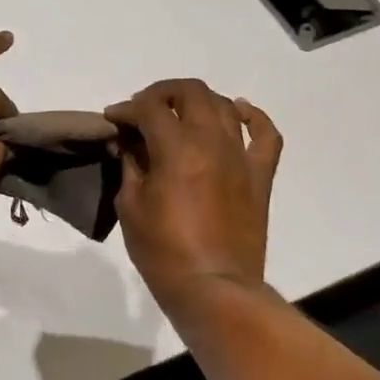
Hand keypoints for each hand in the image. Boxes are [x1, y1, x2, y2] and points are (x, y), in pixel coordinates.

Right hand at [105, 79, 282, 318]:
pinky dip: (253, 116)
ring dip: (198, 101)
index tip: (113, 119)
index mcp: (176, 148)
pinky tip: (239, 112)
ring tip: (180, 114)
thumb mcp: (130, 205)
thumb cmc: (163, 250)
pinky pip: (266, 134)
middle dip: (162, 93)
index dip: (126, 109)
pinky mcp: (260, 175)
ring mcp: (241, 156)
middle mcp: (212, 141)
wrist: (213, 287)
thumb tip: (130, 144)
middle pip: (190, 92)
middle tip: (144, 110)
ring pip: (224, 105)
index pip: (148, 108)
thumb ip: (131, 166)